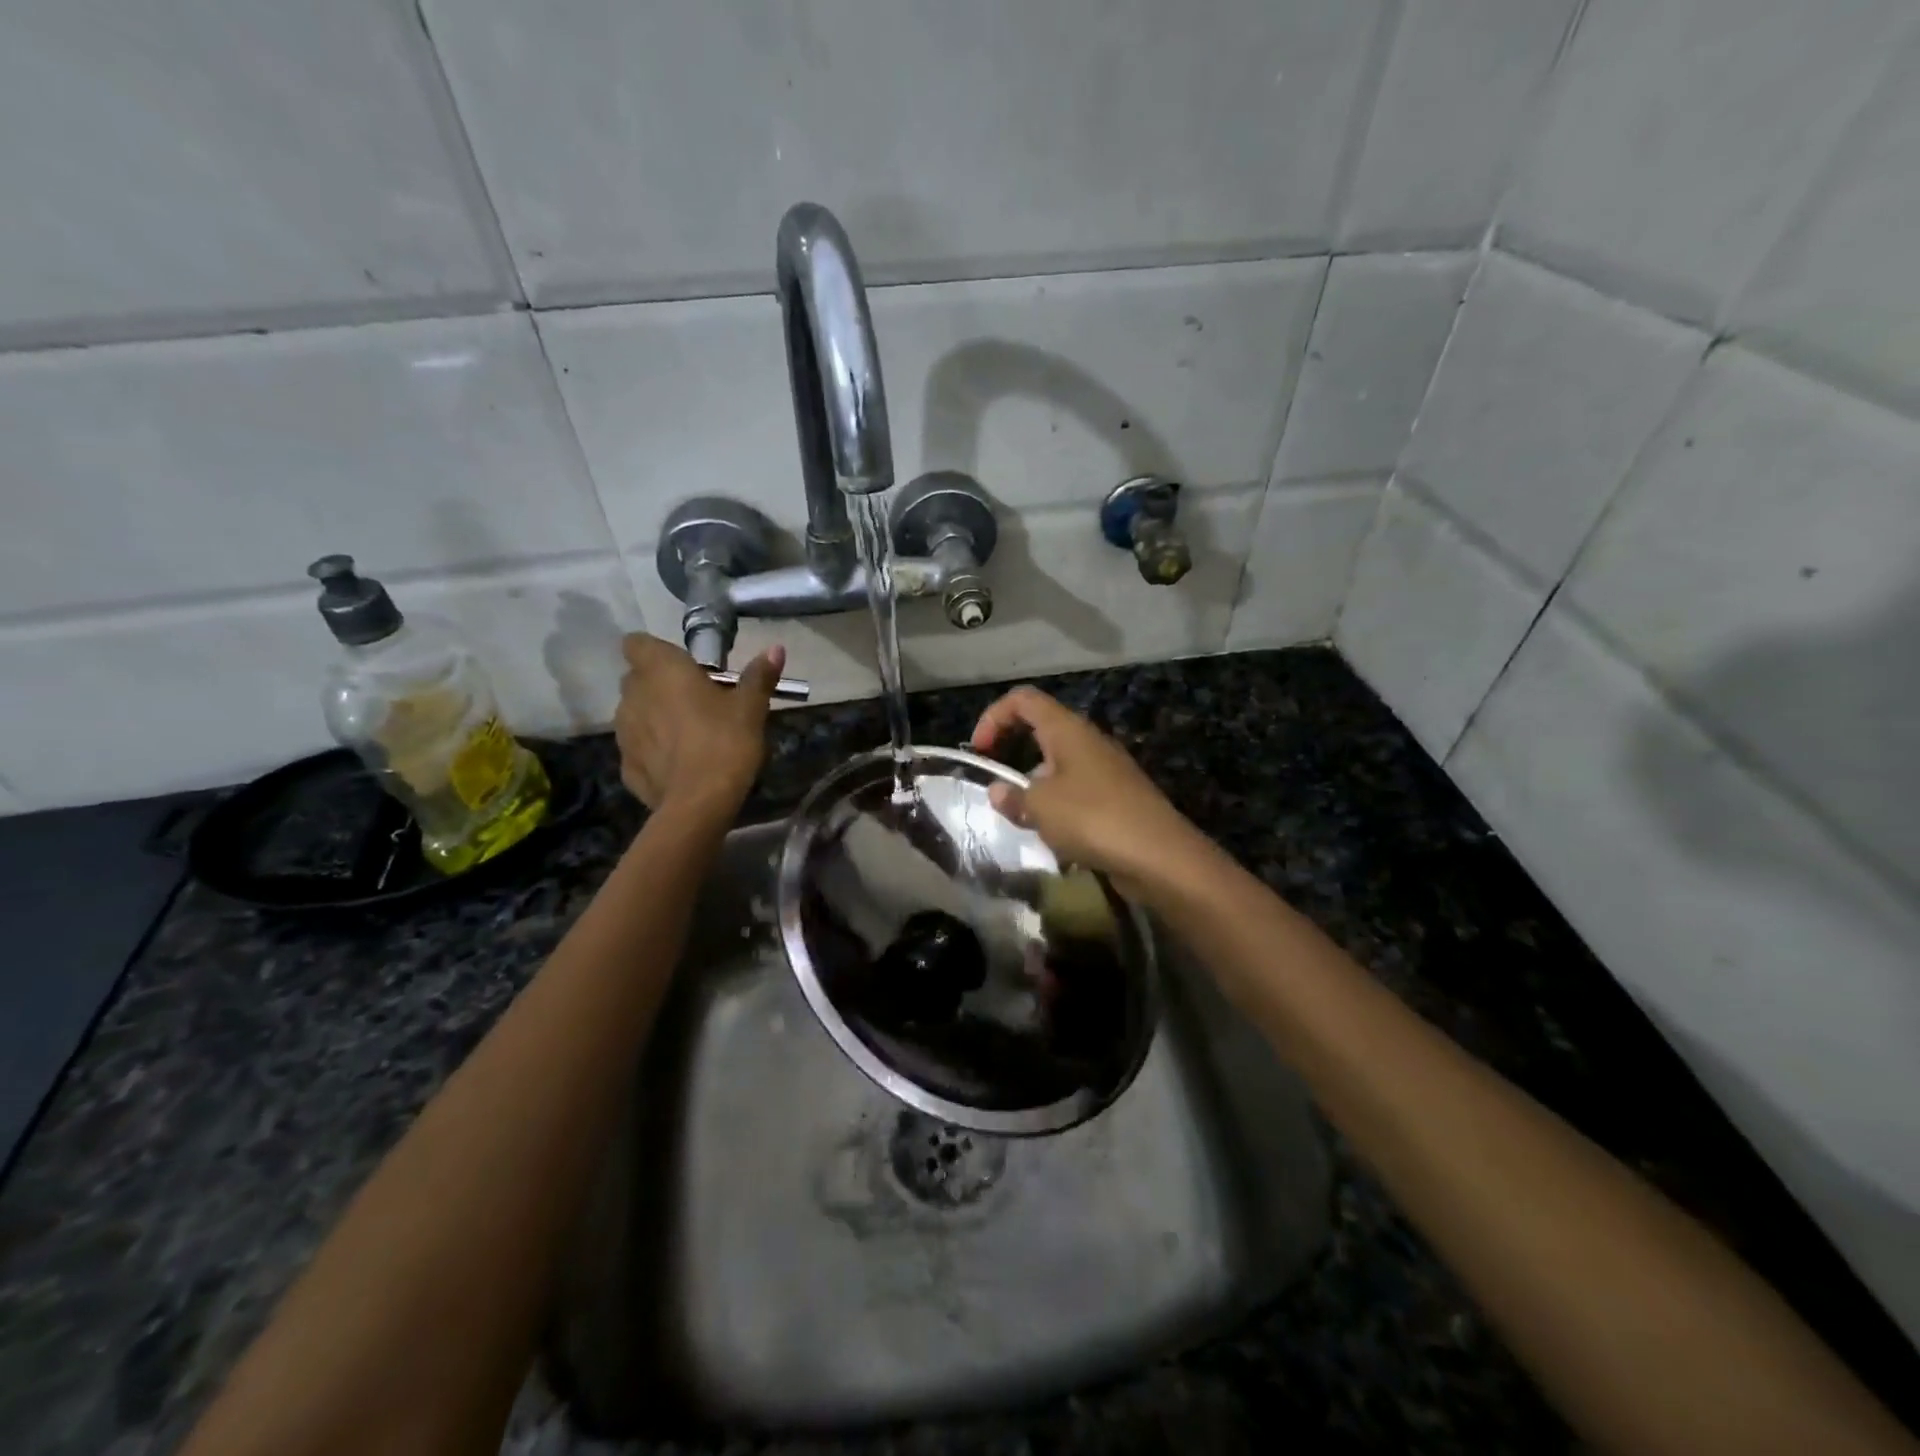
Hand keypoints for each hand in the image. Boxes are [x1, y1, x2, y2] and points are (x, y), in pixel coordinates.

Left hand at [614, 634, 784, 813]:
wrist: (699, 803)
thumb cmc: (725, 742)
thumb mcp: (751, 708)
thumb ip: (759, 676)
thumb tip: (775, 648)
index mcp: (661, 670)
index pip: (637, 643)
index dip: (656, 652)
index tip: (684, 667)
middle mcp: (633, 695)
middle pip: (638, 679)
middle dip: (660, 685)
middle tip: (696, 701)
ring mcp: (623, 732)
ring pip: (635, 713)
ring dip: (655, 717)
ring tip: (688, 735)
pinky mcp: (625, 766)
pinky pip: (638, 748)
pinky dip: (653, 751)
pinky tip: (679, 765)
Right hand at [968, 686, 1210, 899]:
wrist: (1159, 856)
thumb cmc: (1092, 818)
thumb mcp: (1040, 807)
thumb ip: (1013, 796)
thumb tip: (998, 792)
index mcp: (1067, 729)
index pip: (1024, 700)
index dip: (994, 716)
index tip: (980, 750)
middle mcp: (1088, 741)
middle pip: (1041, 729)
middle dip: (1013, 751)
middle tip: (997, 783)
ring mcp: (1106, 769)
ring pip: (1058, 765)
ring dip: (1035, 786)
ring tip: (1024, 818)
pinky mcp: (1118, 797)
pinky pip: (1077, 791)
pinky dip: (1058, 806)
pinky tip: (1055, 836)